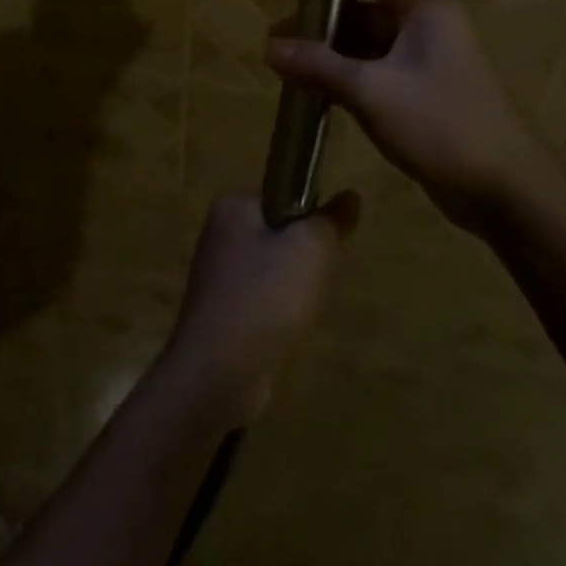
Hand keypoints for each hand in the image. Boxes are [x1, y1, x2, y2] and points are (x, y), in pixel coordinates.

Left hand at [164, 194, 357, 425]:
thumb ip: (330, 221)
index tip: (322, 244)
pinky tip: (282, 329)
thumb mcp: (309, 250)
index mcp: (231, 205)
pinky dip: (274, 311)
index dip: (308, 217)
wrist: (217, 372)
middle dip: (301, 256)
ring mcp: (215, 273)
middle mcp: (218, 232)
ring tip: (297, 309)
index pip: (282, 193)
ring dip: (290, 287)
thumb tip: (351, 196)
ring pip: (270, 267)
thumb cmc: (264, 296)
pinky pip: (258, 298)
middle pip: (277, 231)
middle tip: (312, 280)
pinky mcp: (218, 310)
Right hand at [267, 0, 545, 232]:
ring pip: (370, 42)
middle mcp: (427, 23)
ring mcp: (427, 58)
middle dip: (323, 22)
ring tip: (287, 65)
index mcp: (424, 6)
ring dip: (333, 52)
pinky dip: (349, 76)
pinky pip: (378, 71)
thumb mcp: (371, 90)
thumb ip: (319, 65)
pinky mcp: (423, 91)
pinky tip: (316, 89)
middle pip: (366, 8)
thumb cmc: (439, 123)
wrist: (504, 188)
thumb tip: (268, 48)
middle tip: (278, 37)